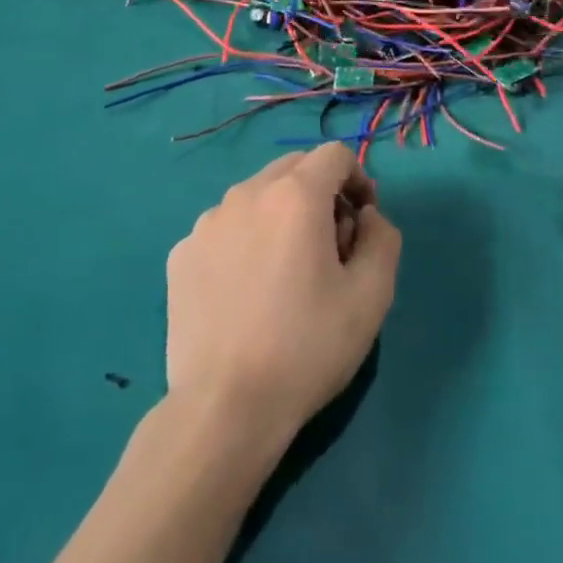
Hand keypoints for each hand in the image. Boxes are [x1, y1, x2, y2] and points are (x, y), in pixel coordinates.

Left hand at [165, 146, 400, 446]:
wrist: (225, 407)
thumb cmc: (308, 347)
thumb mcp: (372, 294)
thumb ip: (382, 237)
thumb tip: (365, 216)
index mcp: (295, 196)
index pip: (335, 155)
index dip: (358, 179)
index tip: (362, 222)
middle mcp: (246, 194)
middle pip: (293, 168)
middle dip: (321, 193)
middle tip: (330, 247)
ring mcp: (206, 223)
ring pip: (256, 197)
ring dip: (281, 215)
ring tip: (286, 272)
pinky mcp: (180, 254)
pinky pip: (225, 229)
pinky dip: (245, 241)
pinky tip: (247, 292)